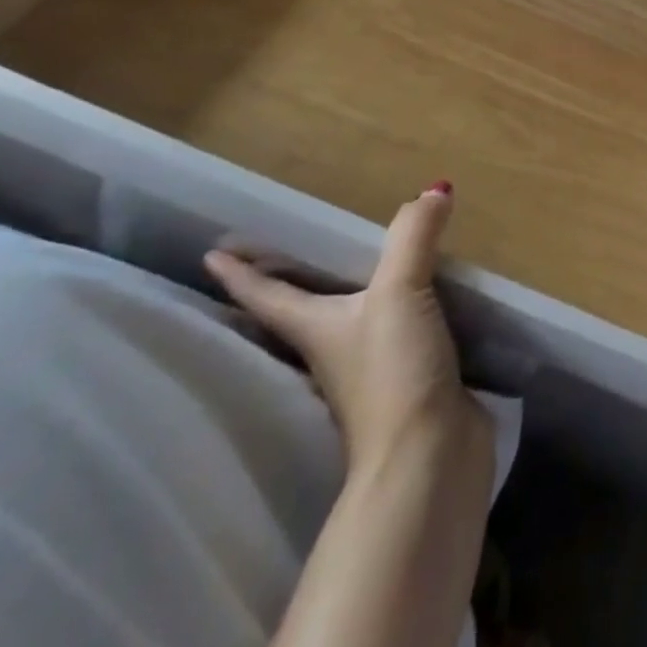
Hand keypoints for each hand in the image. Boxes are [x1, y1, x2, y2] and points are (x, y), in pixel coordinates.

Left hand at [205, 185, 490, 480]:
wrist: (427, 457)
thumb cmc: (392, 372)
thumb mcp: (399, 293)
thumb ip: (414, 236)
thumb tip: (434, 190)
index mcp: (317, 328)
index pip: (269, 296)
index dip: (241, 273)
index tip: (212, 254)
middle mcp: (336, 349)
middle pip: (304, 311)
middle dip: (294, 284)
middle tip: (290, 250)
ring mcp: (372, 369)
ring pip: (353, 324)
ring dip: (352, 299)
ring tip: (362, 270)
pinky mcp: (410, 380)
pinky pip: (400, 335)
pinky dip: (403, 313)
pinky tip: (421, 303)